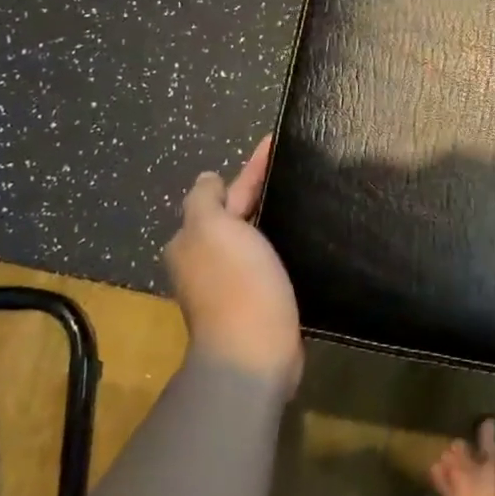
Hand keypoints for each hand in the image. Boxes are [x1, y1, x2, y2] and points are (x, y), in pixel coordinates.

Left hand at [163, 135, 302, 394]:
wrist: (255, 351)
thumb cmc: (236, 283)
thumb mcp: (212, 228)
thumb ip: (204, 199)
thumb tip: (208, 179)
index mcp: (193, 239)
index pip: (221, 192)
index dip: (250, 167)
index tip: (276, 144)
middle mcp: (205, 260)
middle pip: (235, 215)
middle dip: (258, 192)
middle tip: (295, 171)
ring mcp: (230, 283)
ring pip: (251, 238)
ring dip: (269, 219)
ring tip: (302, 201)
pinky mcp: (257, 301)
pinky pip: (267, 262)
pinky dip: (280, 246)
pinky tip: (300, 240)